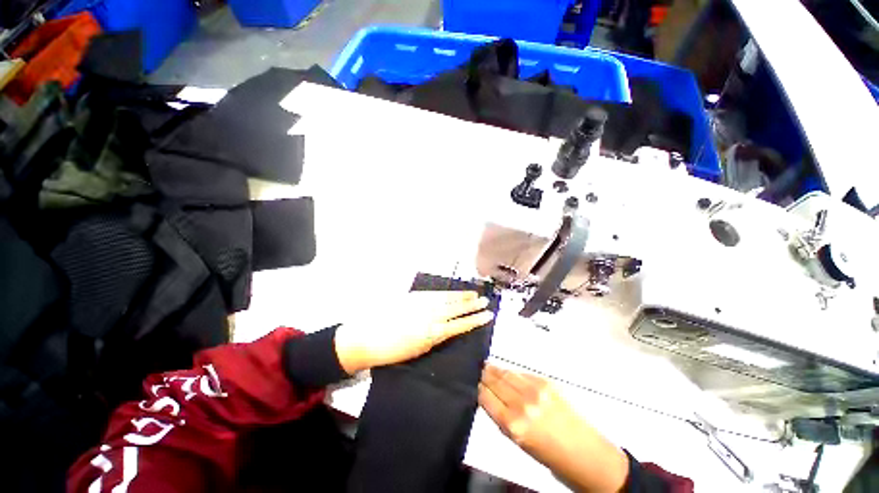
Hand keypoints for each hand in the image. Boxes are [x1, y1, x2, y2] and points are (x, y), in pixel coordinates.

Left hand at [333, 291, 493, 373]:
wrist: (367, 337)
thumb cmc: (392, 351)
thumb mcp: (418, 350)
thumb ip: (435, 338)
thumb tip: (447, 329)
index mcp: (432, 333)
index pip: (460, 324)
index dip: (475, 320)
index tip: (488, 315)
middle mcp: (430, 315)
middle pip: (456, 308)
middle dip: (472, 305)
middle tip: (485, 301)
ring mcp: (422, 304)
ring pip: (446, 298)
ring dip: (461, 296)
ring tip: (474, 294)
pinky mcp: (413, 297)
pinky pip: (434, 293)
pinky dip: (446, 292)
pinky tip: (452, 292)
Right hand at [479, 365, 629, 492]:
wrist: (586, 454)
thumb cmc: (551, 456)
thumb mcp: (518, 443)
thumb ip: (501, 418)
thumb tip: (488, 398)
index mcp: (512, 424)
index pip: (485, 396)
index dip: (477, 387)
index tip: (472, 382)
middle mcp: (522, 403)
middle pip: (495, 380)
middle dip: (485, 375)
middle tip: (478, 370)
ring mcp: (535, 390)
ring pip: (507, 372)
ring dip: (496, 369)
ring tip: (488, 367)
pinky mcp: (547, 382)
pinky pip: (523, 373)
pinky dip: (513, 373)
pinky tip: (509, 374)